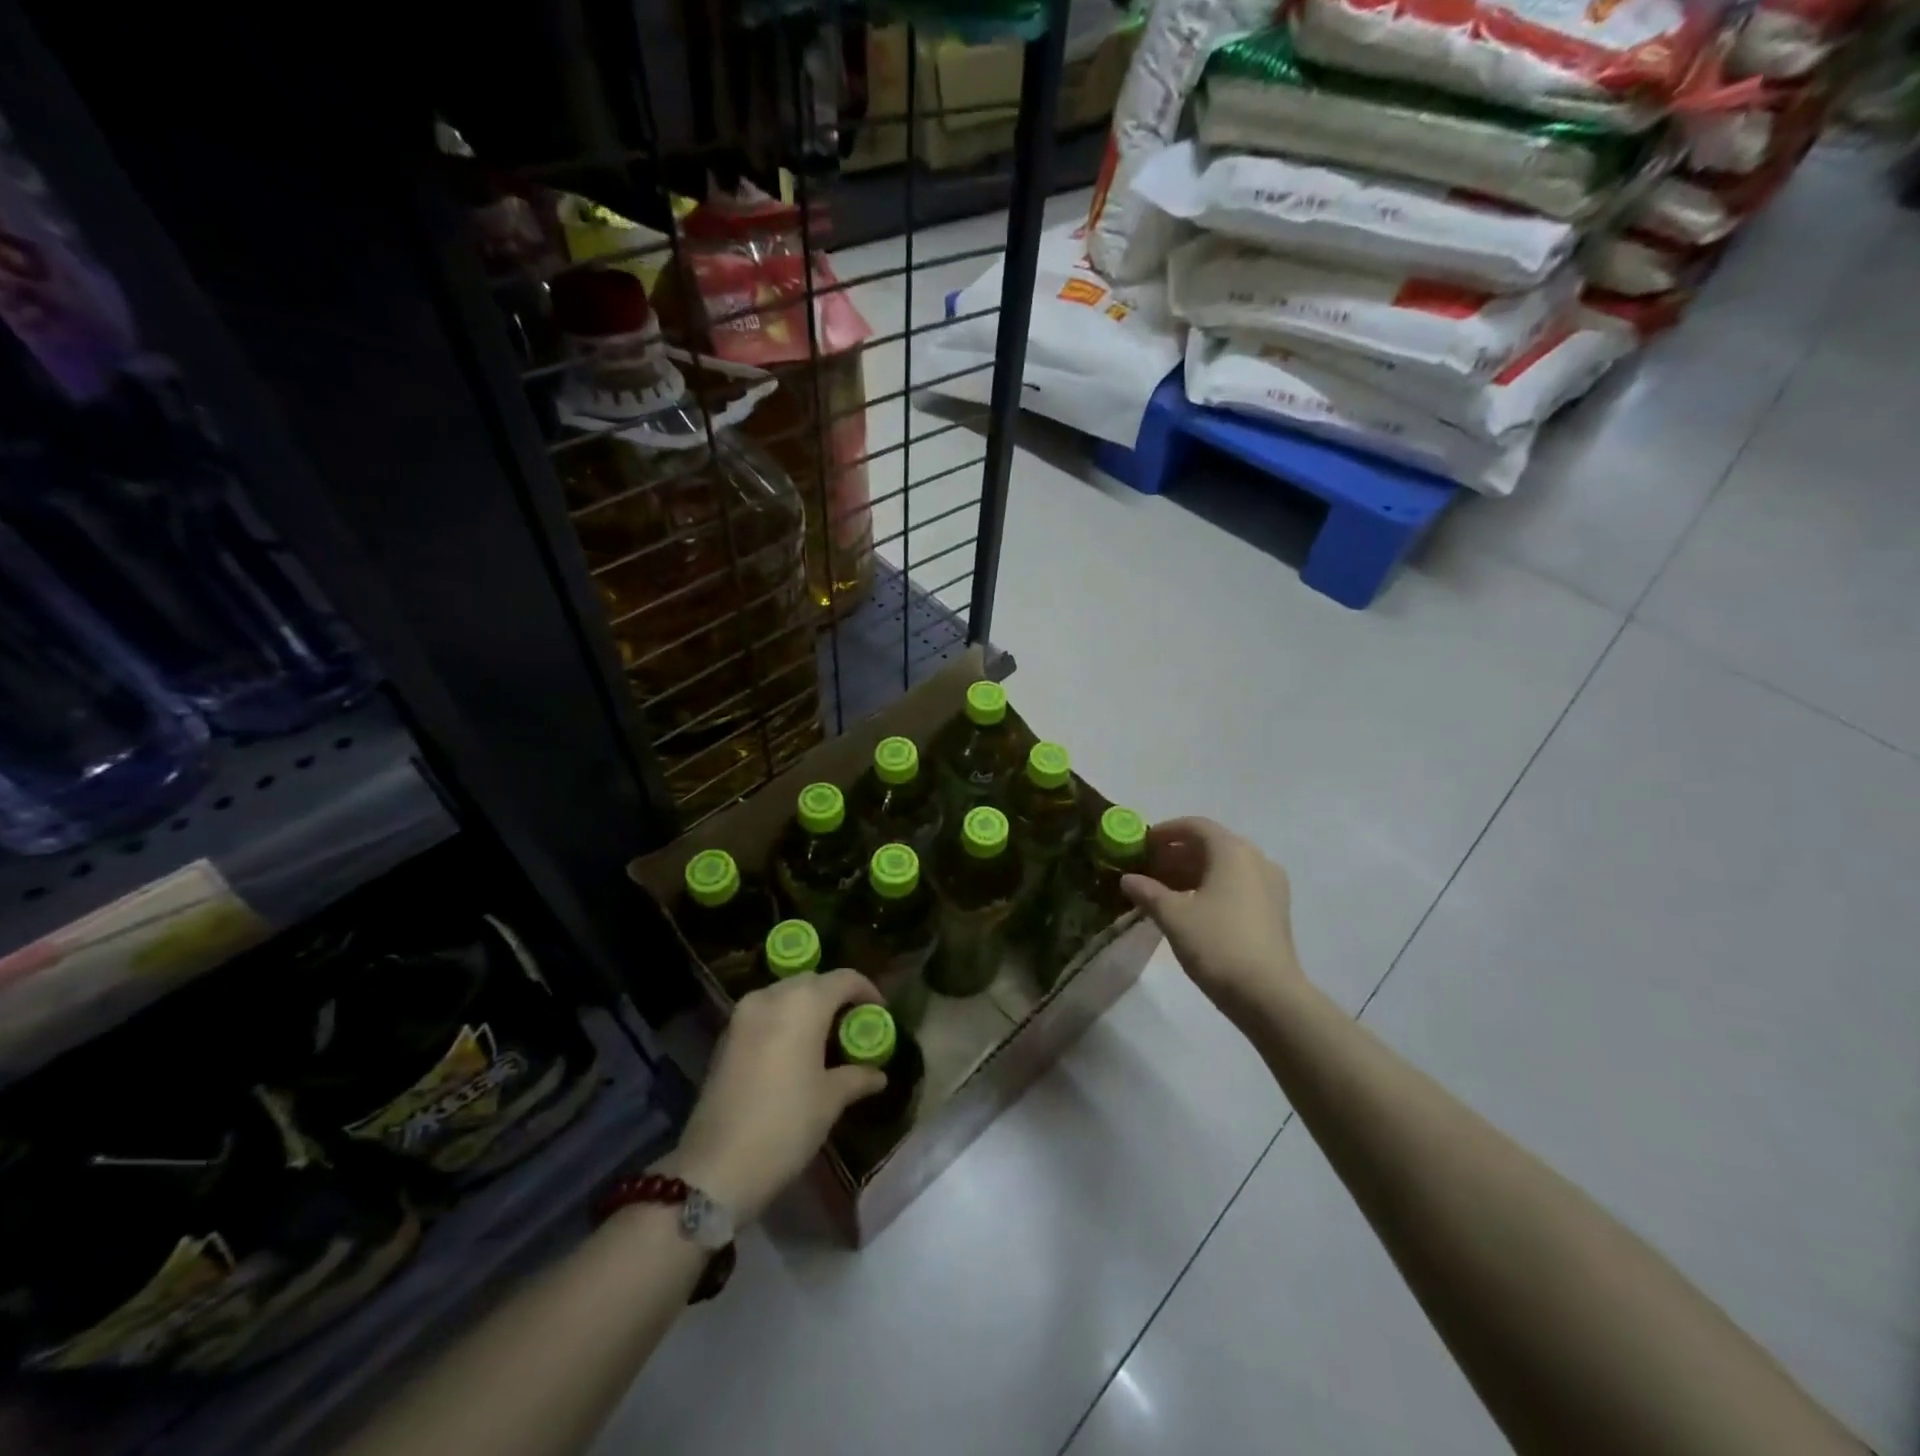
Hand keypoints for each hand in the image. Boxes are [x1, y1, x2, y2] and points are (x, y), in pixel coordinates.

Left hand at [665, 968, 888, 1222]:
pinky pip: (764, 1014)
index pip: (844, 978)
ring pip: (785, 995)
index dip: (867, 991)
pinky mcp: (726, 1036)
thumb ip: (857, 1077)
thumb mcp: (830, 1100)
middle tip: (853, 1027)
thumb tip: (877, 1074)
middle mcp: (772, 996)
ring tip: (825, 1040)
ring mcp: (743, 1014)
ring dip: (807, 1008)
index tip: (879, 1014)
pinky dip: (784, 1021)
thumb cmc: (786, 1124)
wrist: (717, 1167)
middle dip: (835, 997)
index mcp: (803, 1003)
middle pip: (812, 982)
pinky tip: (794, 1052)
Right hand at [1121, 817, 1303, 1025]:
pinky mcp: (1274, 910)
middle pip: (1211, 845)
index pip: (1195, 826)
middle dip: (1176, 854)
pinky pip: (1237, 885)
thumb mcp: (1174, 916)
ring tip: (1162, 891)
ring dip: (1192, 872)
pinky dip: (1210, 887)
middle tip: (1147, 870)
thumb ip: (1148, 892)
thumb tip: (1128, 879)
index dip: (1165, 832)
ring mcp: (1270, 886)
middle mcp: (1256, 860)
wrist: (1269, 996)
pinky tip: (1188, 908)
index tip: (1141, 845)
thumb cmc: (1218, 944)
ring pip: (1224, 867)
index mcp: (1233, 851)